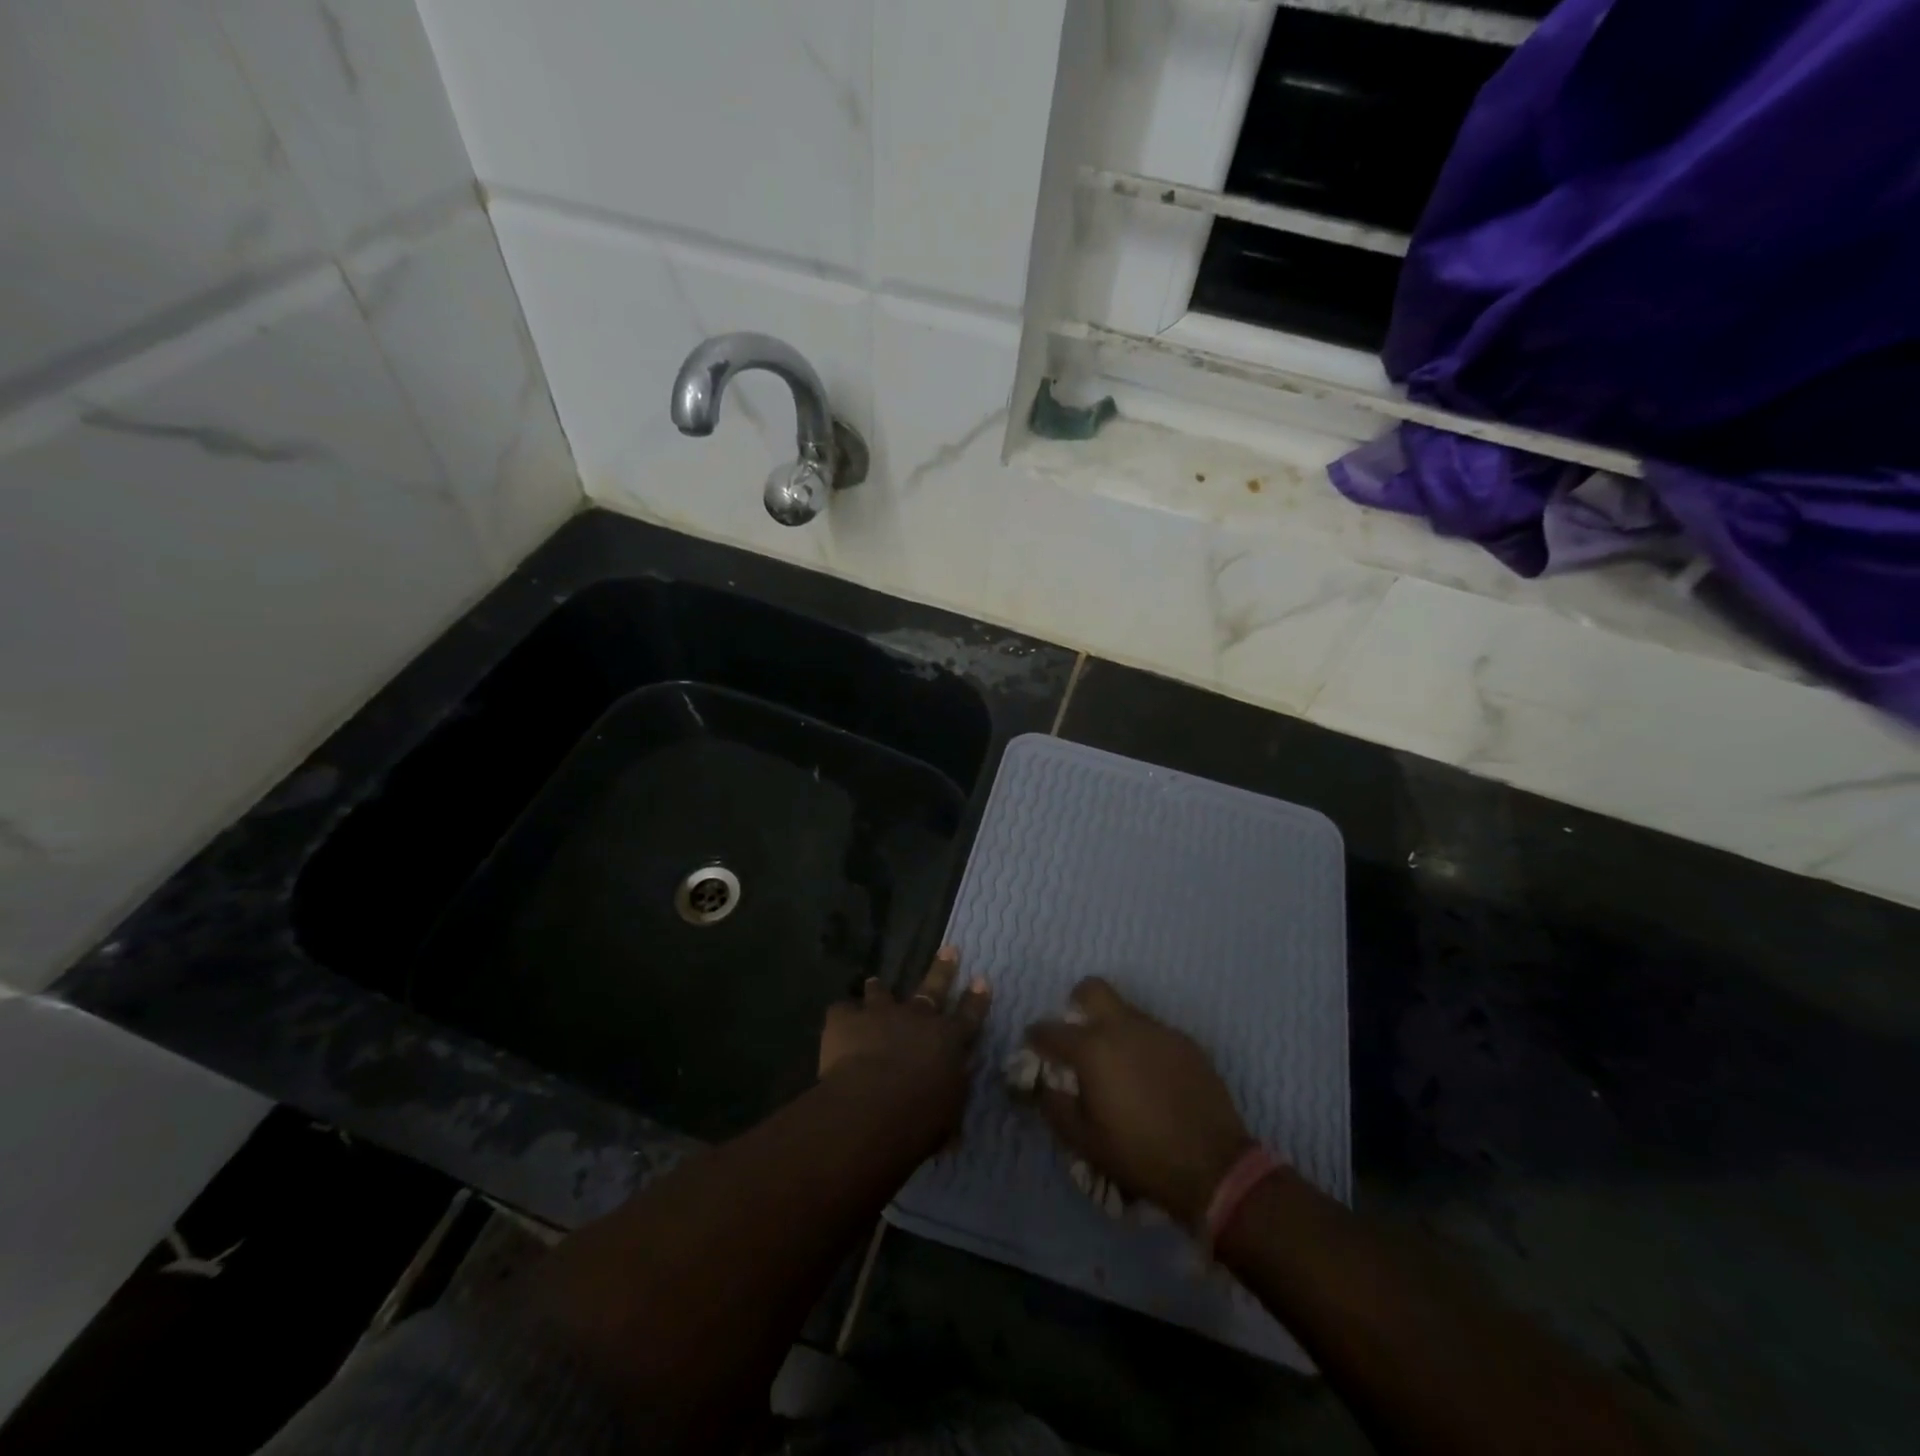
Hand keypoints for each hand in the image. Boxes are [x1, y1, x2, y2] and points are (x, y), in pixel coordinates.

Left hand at [820, 946, 989, 1148]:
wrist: (873, 1108)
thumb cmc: (921, 1118)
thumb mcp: (949, 1112)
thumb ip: (951, 1095)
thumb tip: (953, 1092)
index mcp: (948, 1040)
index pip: (969, 1015)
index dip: (977, 998)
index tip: (981, 979)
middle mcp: (918, 1018)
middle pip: (933, 987)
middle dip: (943, 968)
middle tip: (949, 949)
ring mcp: (881, 1013)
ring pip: (881, 992)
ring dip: (879, 989)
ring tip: (875, 981)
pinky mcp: (846, 1020)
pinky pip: (842, 1010)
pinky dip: (841, 1016)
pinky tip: (837, 1022)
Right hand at [1026, 978, 1252, 1225]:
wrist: (1213, 1166)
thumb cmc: (1139, 1154)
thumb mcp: (1084, 1141)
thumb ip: (1054, 1106)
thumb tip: (1042, 1084)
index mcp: (1092, 1049)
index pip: (1050, 1030)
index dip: (1036, 1037)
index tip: (1033, 1046)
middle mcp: (1123, 1027)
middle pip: (1092, 989)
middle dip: (1077, 1003)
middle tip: (1078, 1034)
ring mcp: (1158, 1031)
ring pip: (1126, 1011)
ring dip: (1113, 1028)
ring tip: (1118, 1066)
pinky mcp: (1185, 1042)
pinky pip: (1153, 1033)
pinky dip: (1143, 1046)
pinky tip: (1150, 1078)